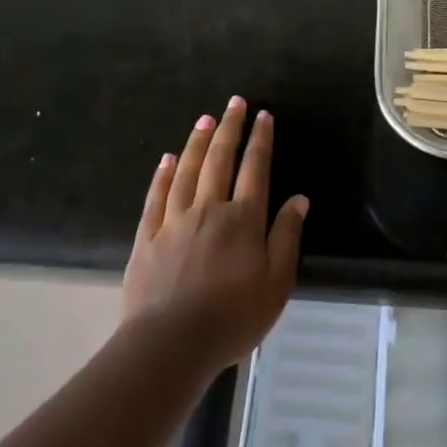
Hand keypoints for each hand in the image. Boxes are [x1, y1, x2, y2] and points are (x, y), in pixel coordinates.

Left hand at [122, 96, 308, 373]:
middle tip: (234, 102)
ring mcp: (174, 221)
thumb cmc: (233, 317)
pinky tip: (168, 159)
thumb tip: (299, 198)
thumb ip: (287, 236)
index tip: (263, 115)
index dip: (260, 139)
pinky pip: (156, 197)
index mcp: (243, 219)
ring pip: (187, 171)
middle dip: (229, 128)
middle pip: (220, 159)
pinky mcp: (147, 238)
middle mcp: (209, 209)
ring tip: (204, 119)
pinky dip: (163, 175)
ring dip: (197, 142)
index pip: (254, 168)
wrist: (170, 344)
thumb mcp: (277, 283)